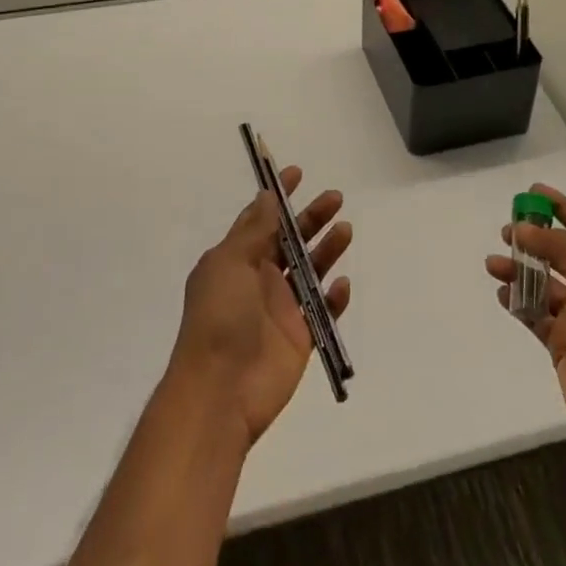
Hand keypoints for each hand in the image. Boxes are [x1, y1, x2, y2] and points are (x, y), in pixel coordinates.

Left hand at [169, 166, 351, 445]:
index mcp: (236, 261)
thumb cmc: (219, 319)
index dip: (278, 197)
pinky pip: (323, 312)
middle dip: (312, 218)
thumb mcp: (229, 265)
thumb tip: (268, 196)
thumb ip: (254, 231)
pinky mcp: (299, 338)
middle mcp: (259, 281)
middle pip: (291, 241)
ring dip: (327, 250)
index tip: (297, 173)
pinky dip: (334, 298)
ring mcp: (280, 310)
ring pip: (310, 271)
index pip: (260, 220)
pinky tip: (342, 285)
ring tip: (345, 230)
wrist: (219, 392)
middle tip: (335, 198)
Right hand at [485, 184, 565, 462]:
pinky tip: (503, 295)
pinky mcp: (563, 342)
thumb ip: (556, 247)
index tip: (533, 191)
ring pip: (544, 283)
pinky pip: (536, 314)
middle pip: (561, 252)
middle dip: (534, 239)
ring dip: (520, 271)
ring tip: (493, 265)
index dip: (561, 206)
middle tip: (506, 230)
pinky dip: (519, 303)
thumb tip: (523, 228)